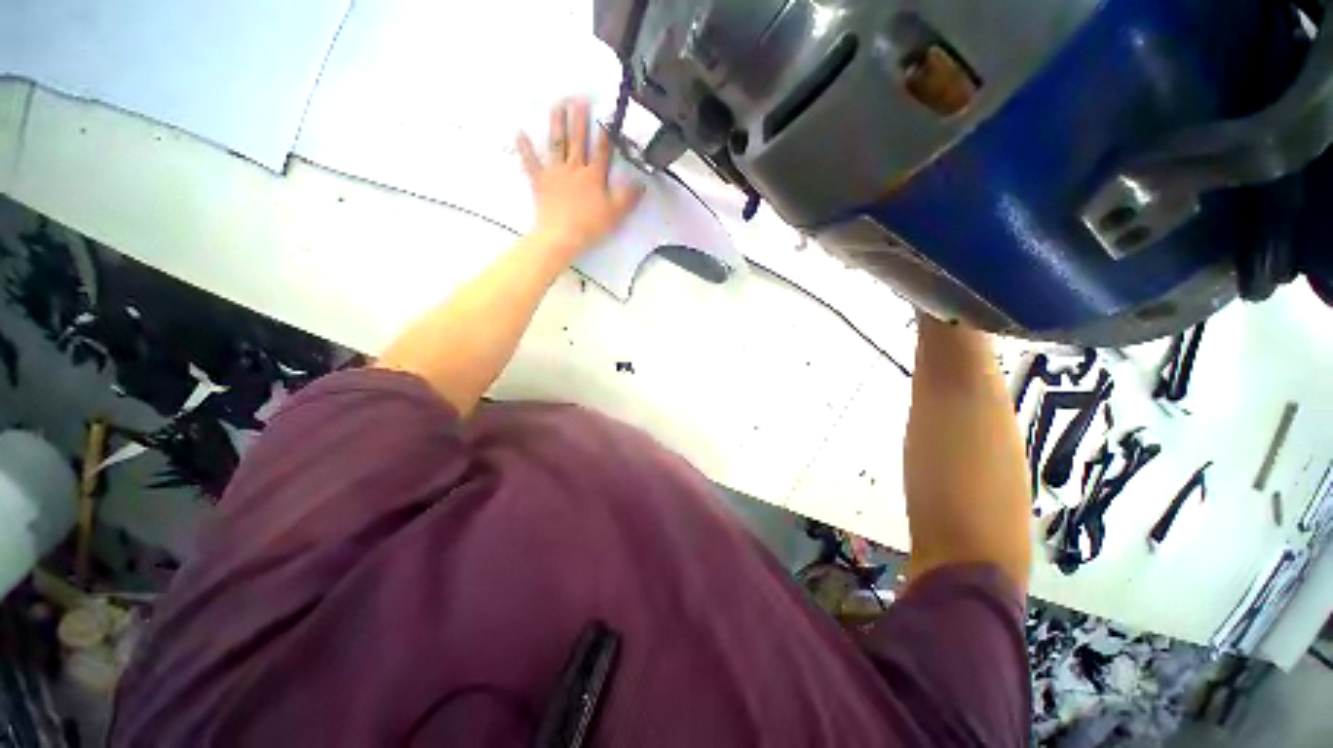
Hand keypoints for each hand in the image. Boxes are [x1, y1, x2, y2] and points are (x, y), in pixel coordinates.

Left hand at [517, 99, 644, 259]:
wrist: (562, 235)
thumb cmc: (590, 225)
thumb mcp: (616, 213)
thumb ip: (628, 197)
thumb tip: (641, 183)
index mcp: (594, 176)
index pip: (602, 152)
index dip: (605, 135)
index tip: (606, 116)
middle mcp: (575, 168)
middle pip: (578, 141)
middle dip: (579, 119)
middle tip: (579, 97)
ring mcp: (556, 173)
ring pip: (557, 144)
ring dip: (557, 123)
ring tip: (557, 105)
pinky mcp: (540, 181)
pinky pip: (531, 162)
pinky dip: (525, 147)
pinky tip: (519, 132)